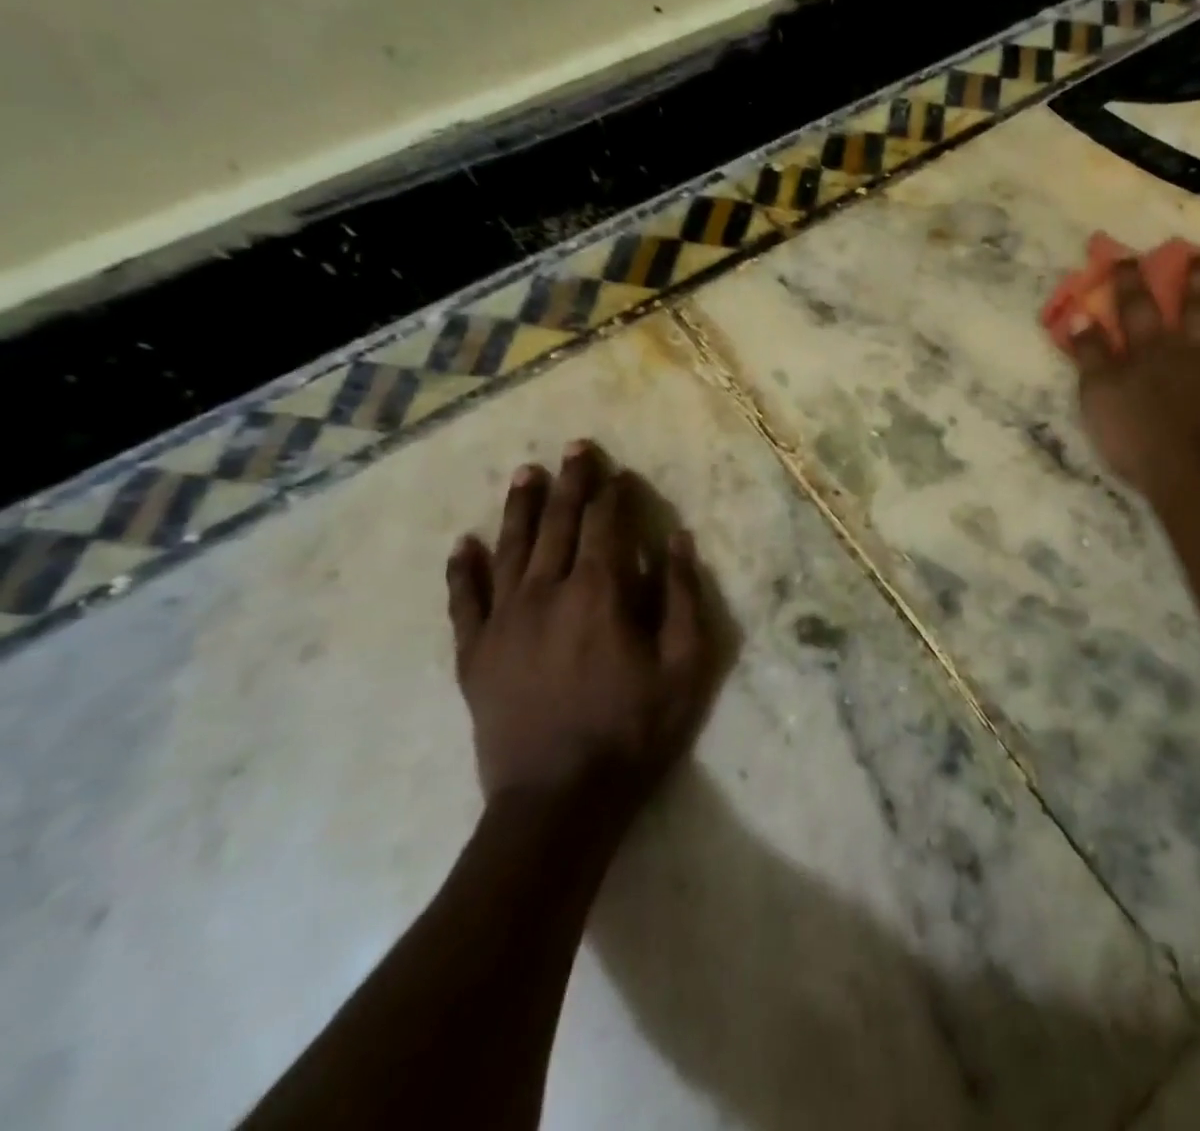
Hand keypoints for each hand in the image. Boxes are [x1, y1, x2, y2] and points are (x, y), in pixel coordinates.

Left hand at [446, 441, 721, 809]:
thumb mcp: (685, 665)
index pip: (604, 525)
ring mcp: (503, 624)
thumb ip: (683, 597)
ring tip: (526, 473)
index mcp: (598, 593)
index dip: (612, 493)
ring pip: (510, 550)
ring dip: (520, 508)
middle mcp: (545, 594)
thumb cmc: (633, 730)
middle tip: (575, 448)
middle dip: (570, 484)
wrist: (557, 802)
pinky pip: (464, 602)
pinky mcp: (475, 656)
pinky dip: (463, 570)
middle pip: (557, 525)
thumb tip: (678, 540)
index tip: (616, 468)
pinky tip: (465, 544)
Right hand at [1069, 254, 1199, 502]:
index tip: (1130, 255)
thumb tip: (1079, 315)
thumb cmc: (1135, 435)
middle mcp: (1193, 349)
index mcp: (1151, 348)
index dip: (1131, 279)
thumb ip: (1090, 354)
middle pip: (1199, 306)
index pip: (1137, 305)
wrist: (1189, 472)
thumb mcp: (1097, 395)